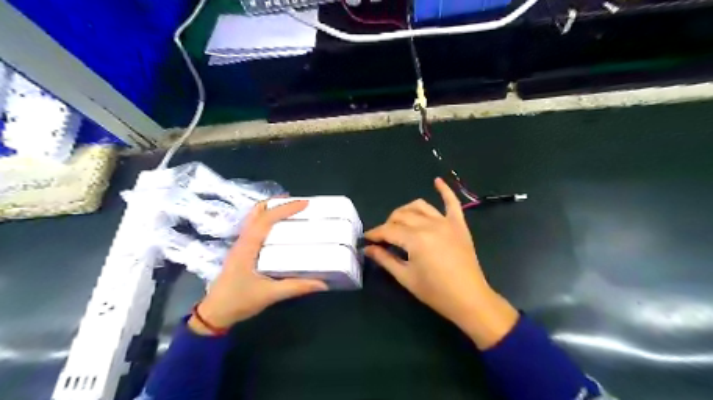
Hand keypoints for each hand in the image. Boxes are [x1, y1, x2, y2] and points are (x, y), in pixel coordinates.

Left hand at [186, 200, 324, 334]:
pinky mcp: (242, 250)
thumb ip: (296, 287)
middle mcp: (243, 240)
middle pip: (257, 212)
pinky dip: (268, 220)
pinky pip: (255, 226)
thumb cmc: (239, 301)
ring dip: (272, 210)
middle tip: (298, 203)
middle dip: (278, 203)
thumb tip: (322, 283)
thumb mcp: (270, 295)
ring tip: (292, 211)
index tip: (305, 203)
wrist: (214, 314)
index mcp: (248, 246)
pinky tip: (280, 228)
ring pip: (255, 217)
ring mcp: (241, 244)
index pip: (267, 219)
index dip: (286, 208)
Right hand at [367, 177, 519, 347]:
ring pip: (419, 206)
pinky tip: (437, 181)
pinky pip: (452, 203)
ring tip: (399, 221)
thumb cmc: (435, 292)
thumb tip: (368, 248)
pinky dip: (445, 190)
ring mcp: (446, 222)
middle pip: (401, 216)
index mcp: (415, 239)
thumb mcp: (406, 277)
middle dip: (388, 224)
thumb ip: (385, 259)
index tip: (367, 239)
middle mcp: (429, 225)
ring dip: (405, 211)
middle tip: (383, 237)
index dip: (375, 234)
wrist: (469, 299)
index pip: (388, 230)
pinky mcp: (459, 225)